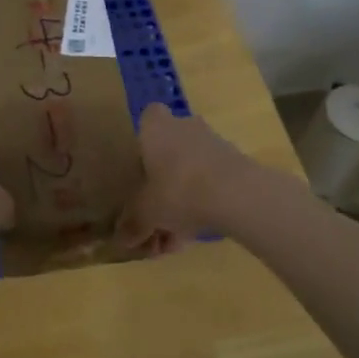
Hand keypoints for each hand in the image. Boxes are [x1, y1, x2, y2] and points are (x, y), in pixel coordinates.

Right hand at [115, 104, 253, 253]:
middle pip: (168, 152)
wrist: (236, 194)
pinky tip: (194, 237)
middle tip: (154, 218)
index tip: (139, 168)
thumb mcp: (145, 213)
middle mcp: (184, 127)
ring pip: (189, 172)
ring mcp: (213, 144)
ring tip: (174, 241)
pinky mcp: (235, 164)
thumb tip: (122, 239)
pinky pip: (209, 184)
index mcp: (156, 128)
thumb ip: (132, 224)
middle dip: (160, 185)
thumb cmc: (177, 190)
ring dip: (181, 202)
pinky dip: (201, 206)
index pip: (148, 117)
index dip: (143, 140)